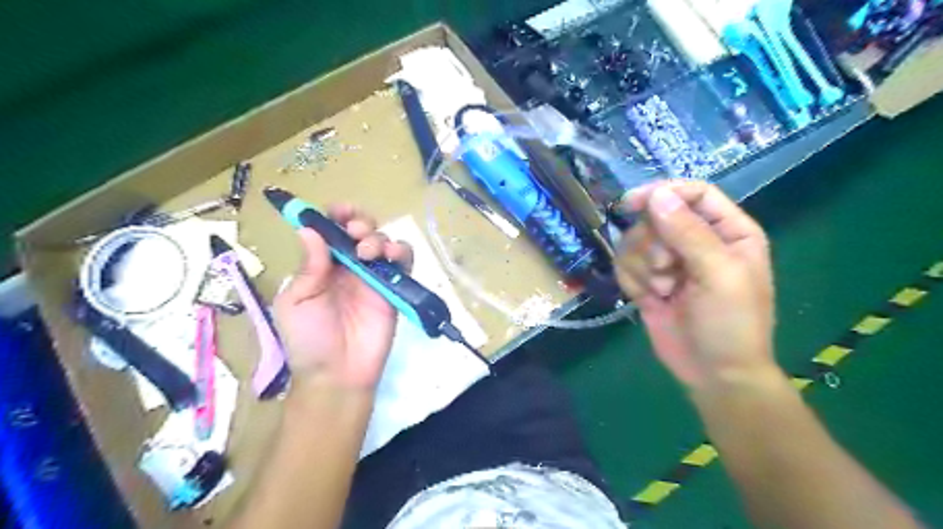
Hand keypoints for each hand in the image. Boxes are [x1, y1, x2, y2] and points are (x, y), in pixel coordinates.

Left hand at [275, 205, 413, 392]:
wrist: (338, 373)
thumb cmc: (309, 339)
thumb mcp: (296, 301)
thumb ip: (309, 266)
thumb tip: (310, 228)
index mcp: (321, 265)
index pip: (331, 230)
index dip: (335, 215)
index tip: (340, 211)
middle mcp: (348, 266)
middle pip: (360, 230)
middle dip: (360, 222)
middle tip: (356, 233)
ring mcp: (373, 277)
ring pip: (383, 242)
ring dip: (379, 237)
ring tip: (370, 252)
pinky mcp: (394, 289)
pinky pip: (403, 263)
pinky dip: (401, 252)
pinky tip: (392, 257)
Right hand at [617, 182, 777, 387]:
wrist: (713, 374)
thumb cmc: (731, 324)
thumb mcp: (718, 274)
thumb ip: (688, 232)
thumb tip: (656, 194)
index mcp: (727, 231)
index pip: (693, 194)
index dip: (663, 193)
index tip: (632, 203)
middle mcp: (695, 241)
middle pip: (655, 217)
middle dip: (653, 244)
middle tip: (666, 270)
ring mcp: (668, 262)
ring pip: (634, 241)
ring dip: (642, 267)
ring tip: (662, 291)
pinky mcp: (647, 281)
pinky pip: (624, 265)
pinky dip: (632, 281)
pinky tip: (649, 299)